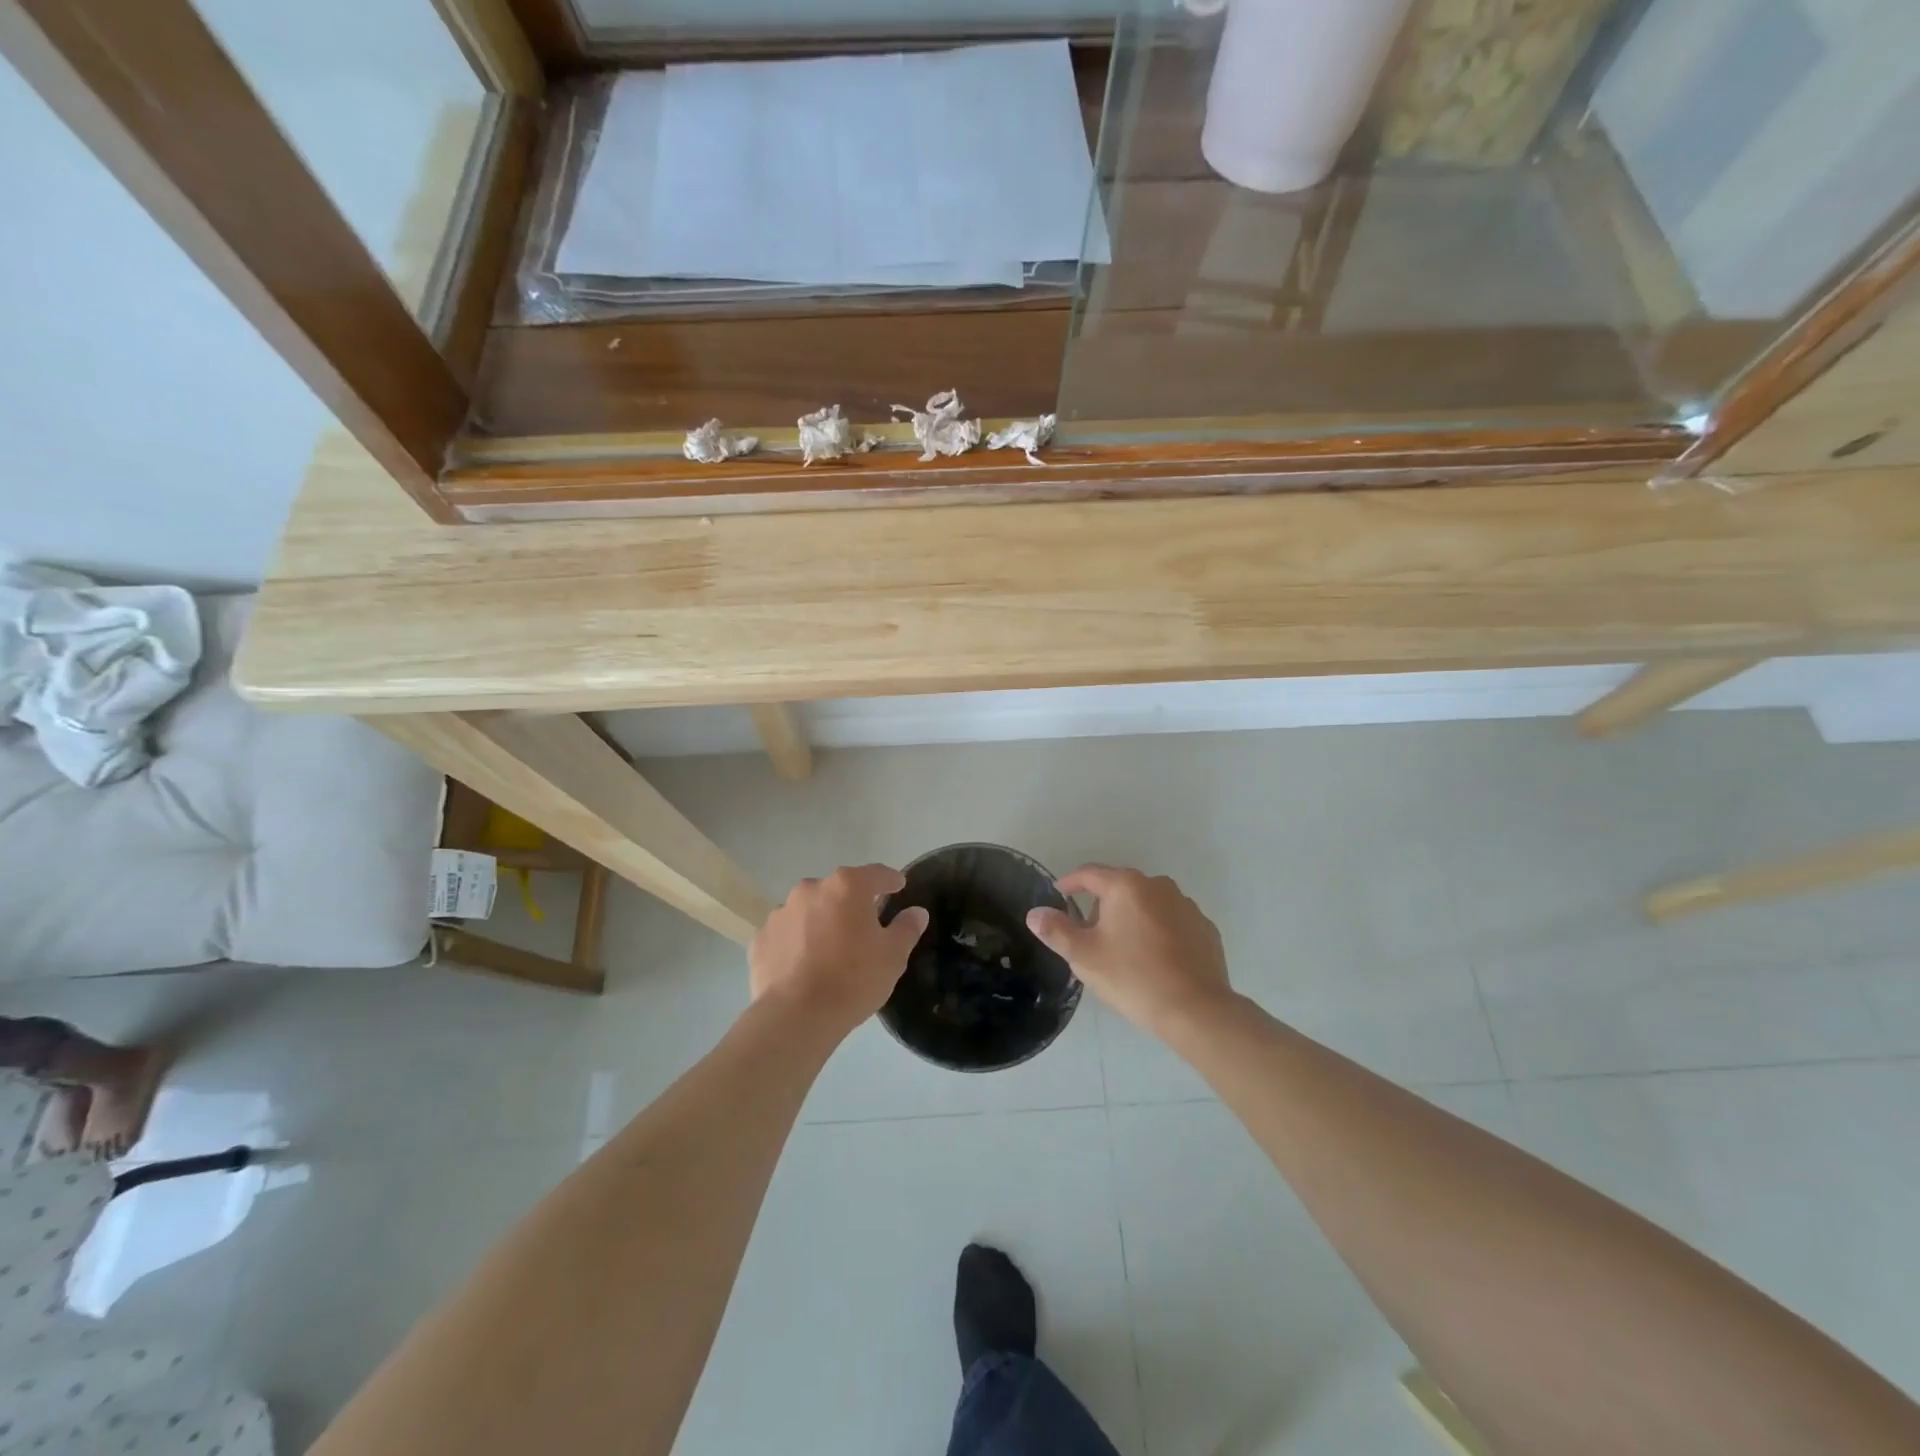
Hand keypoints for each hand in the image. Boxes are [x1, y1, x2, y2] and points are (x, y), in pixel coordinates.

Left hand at [750, 865, 929, 1035]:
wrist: (796, 1017)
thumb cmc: (853, 979)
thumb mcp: (893, 956)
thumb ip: (906, 928)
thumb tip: (917, 912)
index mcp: (847, 887)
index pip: (876, 874)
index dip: (890, 880)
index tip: (899, 887)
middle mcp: (811, 889)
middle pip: (839, 890)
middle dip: (852, 903)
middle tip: (865, 927)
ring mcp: (781, 913)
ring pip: (810, 910)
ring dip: (822, 921)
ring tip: (831, 950)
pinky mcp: (761, 939)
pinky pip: (786, 934)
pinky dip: (797, 942)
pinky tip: (804, 965)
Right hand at [1026, 865, 1231, 1035]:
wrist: (1196, 1010)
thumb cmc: (1133, 977)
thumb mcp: (1084, 956)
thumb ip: (1056, 931)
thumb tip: (1035, 913)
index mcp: (1126, 886)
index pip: (1089, 874)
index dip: (1069, 883)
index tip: (1058, 895)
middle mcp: (1158, 886)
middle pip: (1120, 887)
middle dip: (1101, 906)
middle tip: (1089, 935)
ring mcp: (1186, 905)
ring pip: (1148, 904)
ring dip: (1132, 918)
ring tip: (1123, 949)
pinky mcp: (1204, 928)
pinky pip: (1172, 922)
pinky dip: (1158, 932)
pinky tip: (1155, 959)